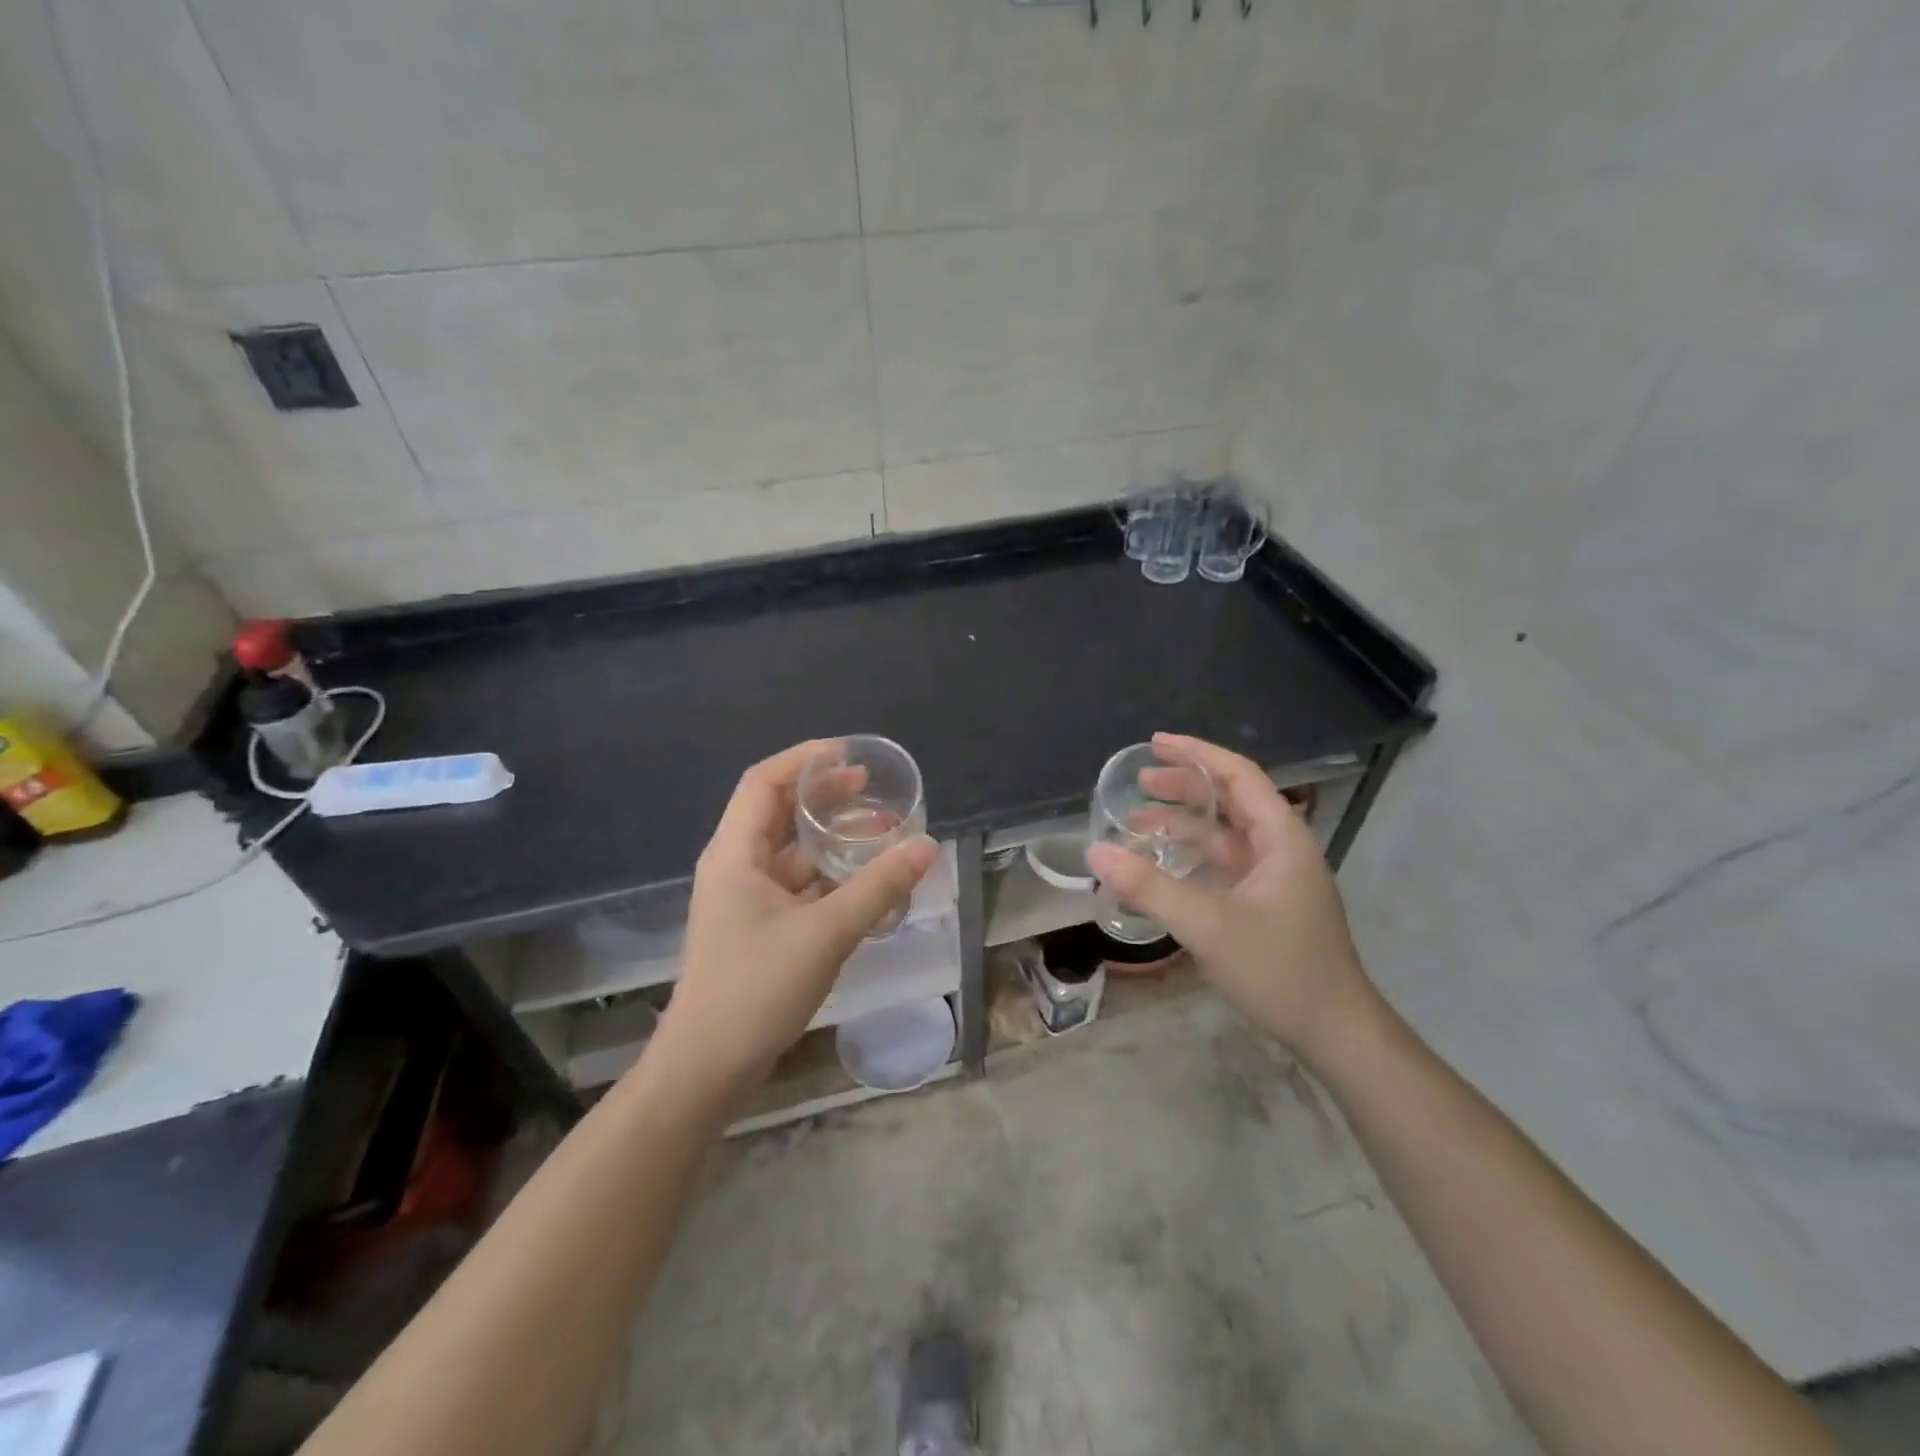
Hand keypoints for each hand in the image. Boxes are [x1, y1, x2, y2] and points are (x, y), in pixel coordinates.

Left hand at [646, 741, 937, 1102]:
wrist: (707, 1068)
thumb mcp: (825, 933)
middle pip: (778, 813)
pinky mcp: (759, 928)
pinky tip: (864, 883)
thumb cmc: (756, 989)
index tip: (849, 755)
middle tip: (872, 791)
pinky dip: (829, 876)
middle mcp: (736, 867)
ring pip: (792, 853)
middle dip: (824, 796)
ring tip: (879, 834)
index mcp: (735, 853)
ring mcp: (746, 900)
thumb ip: (878, 887)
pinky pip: (798, 886)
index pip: (763, 782)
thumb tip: (927, 846)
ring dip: (831, 839)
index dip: (804, 760)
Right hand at [1084, 732, 1373, 1063]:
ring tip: (1136, 822)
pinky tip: (1160, 866)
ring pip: (1224, 834)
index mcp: (1281, 838)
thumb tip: (1095, 851)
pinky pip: (1223, 864)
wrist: (1334, 1032)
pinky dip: (1191, 856)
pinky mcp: (1266, 903)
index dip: (1197, 753)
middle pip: (1230, 800)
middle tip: (1139, 783)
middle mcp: (1281, 848)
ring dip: (1183, 824)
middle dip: (1184, 787)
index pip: (1238, 775)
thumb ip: (1149, 887)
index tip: (1155, 742)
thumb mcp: (1207, 924)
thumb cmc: (1279, 969)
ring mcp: (1275, 878)